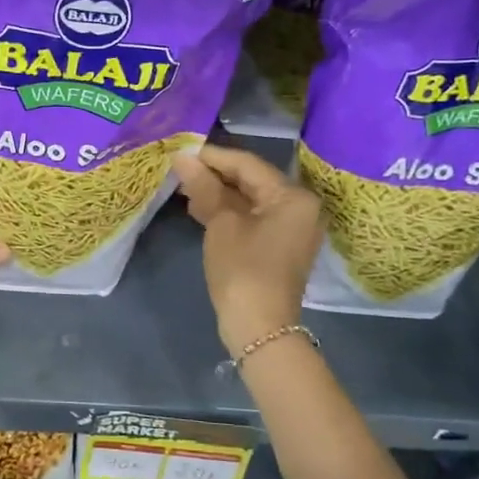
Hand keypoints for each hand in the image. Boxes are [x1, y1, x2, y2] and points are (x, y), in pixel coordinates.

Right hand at [172, 144, 322, 354]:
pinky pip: (252, 216)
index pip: (248, 164)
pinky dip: (227, 211)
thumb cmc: (243, 269)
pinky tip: (198, 208)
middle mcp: (299, 207)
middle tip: (178, 169)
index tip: (181, 151)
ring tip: (183, 187)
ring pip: (249, 199)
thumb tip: (182, 158)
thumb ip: (204, 187)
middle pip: (251, 180)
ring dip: (217, 193)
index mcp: (292, 196)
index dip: (212, 157)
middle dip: (214, 175)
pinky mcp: (279, 244)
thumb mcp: (221, 224)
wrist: (259, 327)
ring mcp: (291, 227)